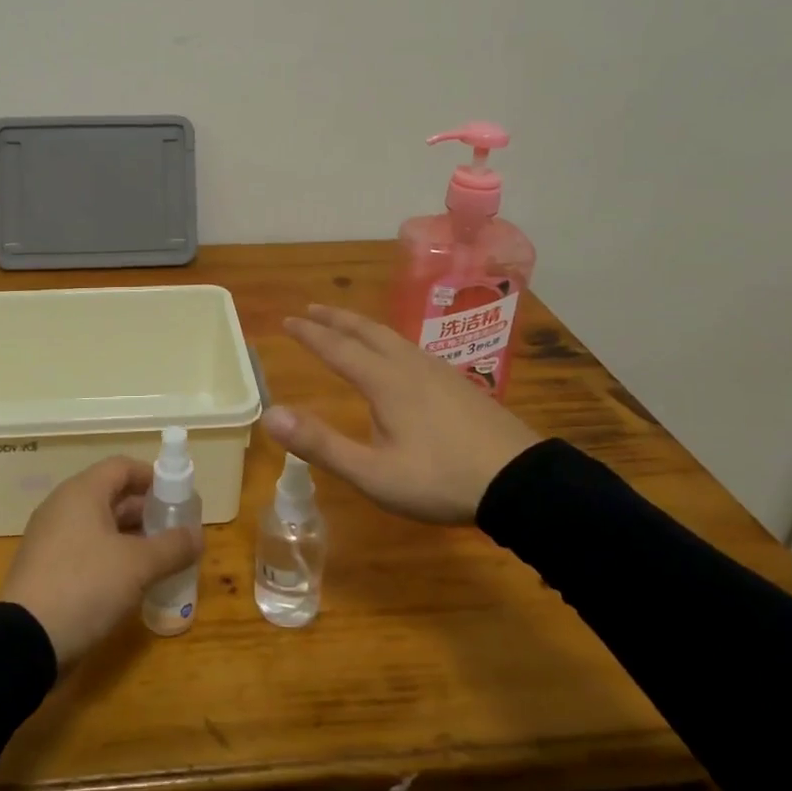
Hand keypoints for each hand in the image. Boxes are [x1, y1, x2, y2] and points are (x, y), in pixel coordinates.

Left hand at [0, 456, 201, 667]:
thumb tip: (198, 535)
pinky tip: (131, 582)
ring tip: (160, 558)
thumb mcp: (138, 566)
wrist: (23, 642)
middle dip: (146, 511)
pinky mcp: (45, 568)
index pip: (123, 467)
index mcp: (82, 492)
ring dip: (130, 537)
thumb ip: (172, 547)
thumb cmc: (85, 586)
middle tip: (175, 531)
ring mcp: (50, 538)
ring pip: (99, 525)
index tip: (178, 496)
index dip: (153, 477)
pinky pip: (85, 549)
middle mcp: (63, 507)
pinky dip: (110, 557)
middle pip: (111, 495)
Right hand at [263, 304, 543, 524]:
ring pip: (392, 337)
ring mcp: (438, 371)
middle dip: (335, 318)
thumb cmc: (440, 479)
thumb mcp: (373, 473)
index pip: (337, 348)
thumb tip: (271, 414)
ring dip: (362, 326)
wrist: (520, 481)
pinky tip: (398, 357)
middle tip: (312, 308)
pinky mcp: (459, 383)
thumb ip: (321, 444)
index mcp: (385, 381)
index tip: (287, 320)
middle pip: (366, 331)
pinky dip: (388, 340)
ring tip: (348, 326)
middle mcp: (409, 366)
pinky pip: (411, 348)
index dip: (310, 334)